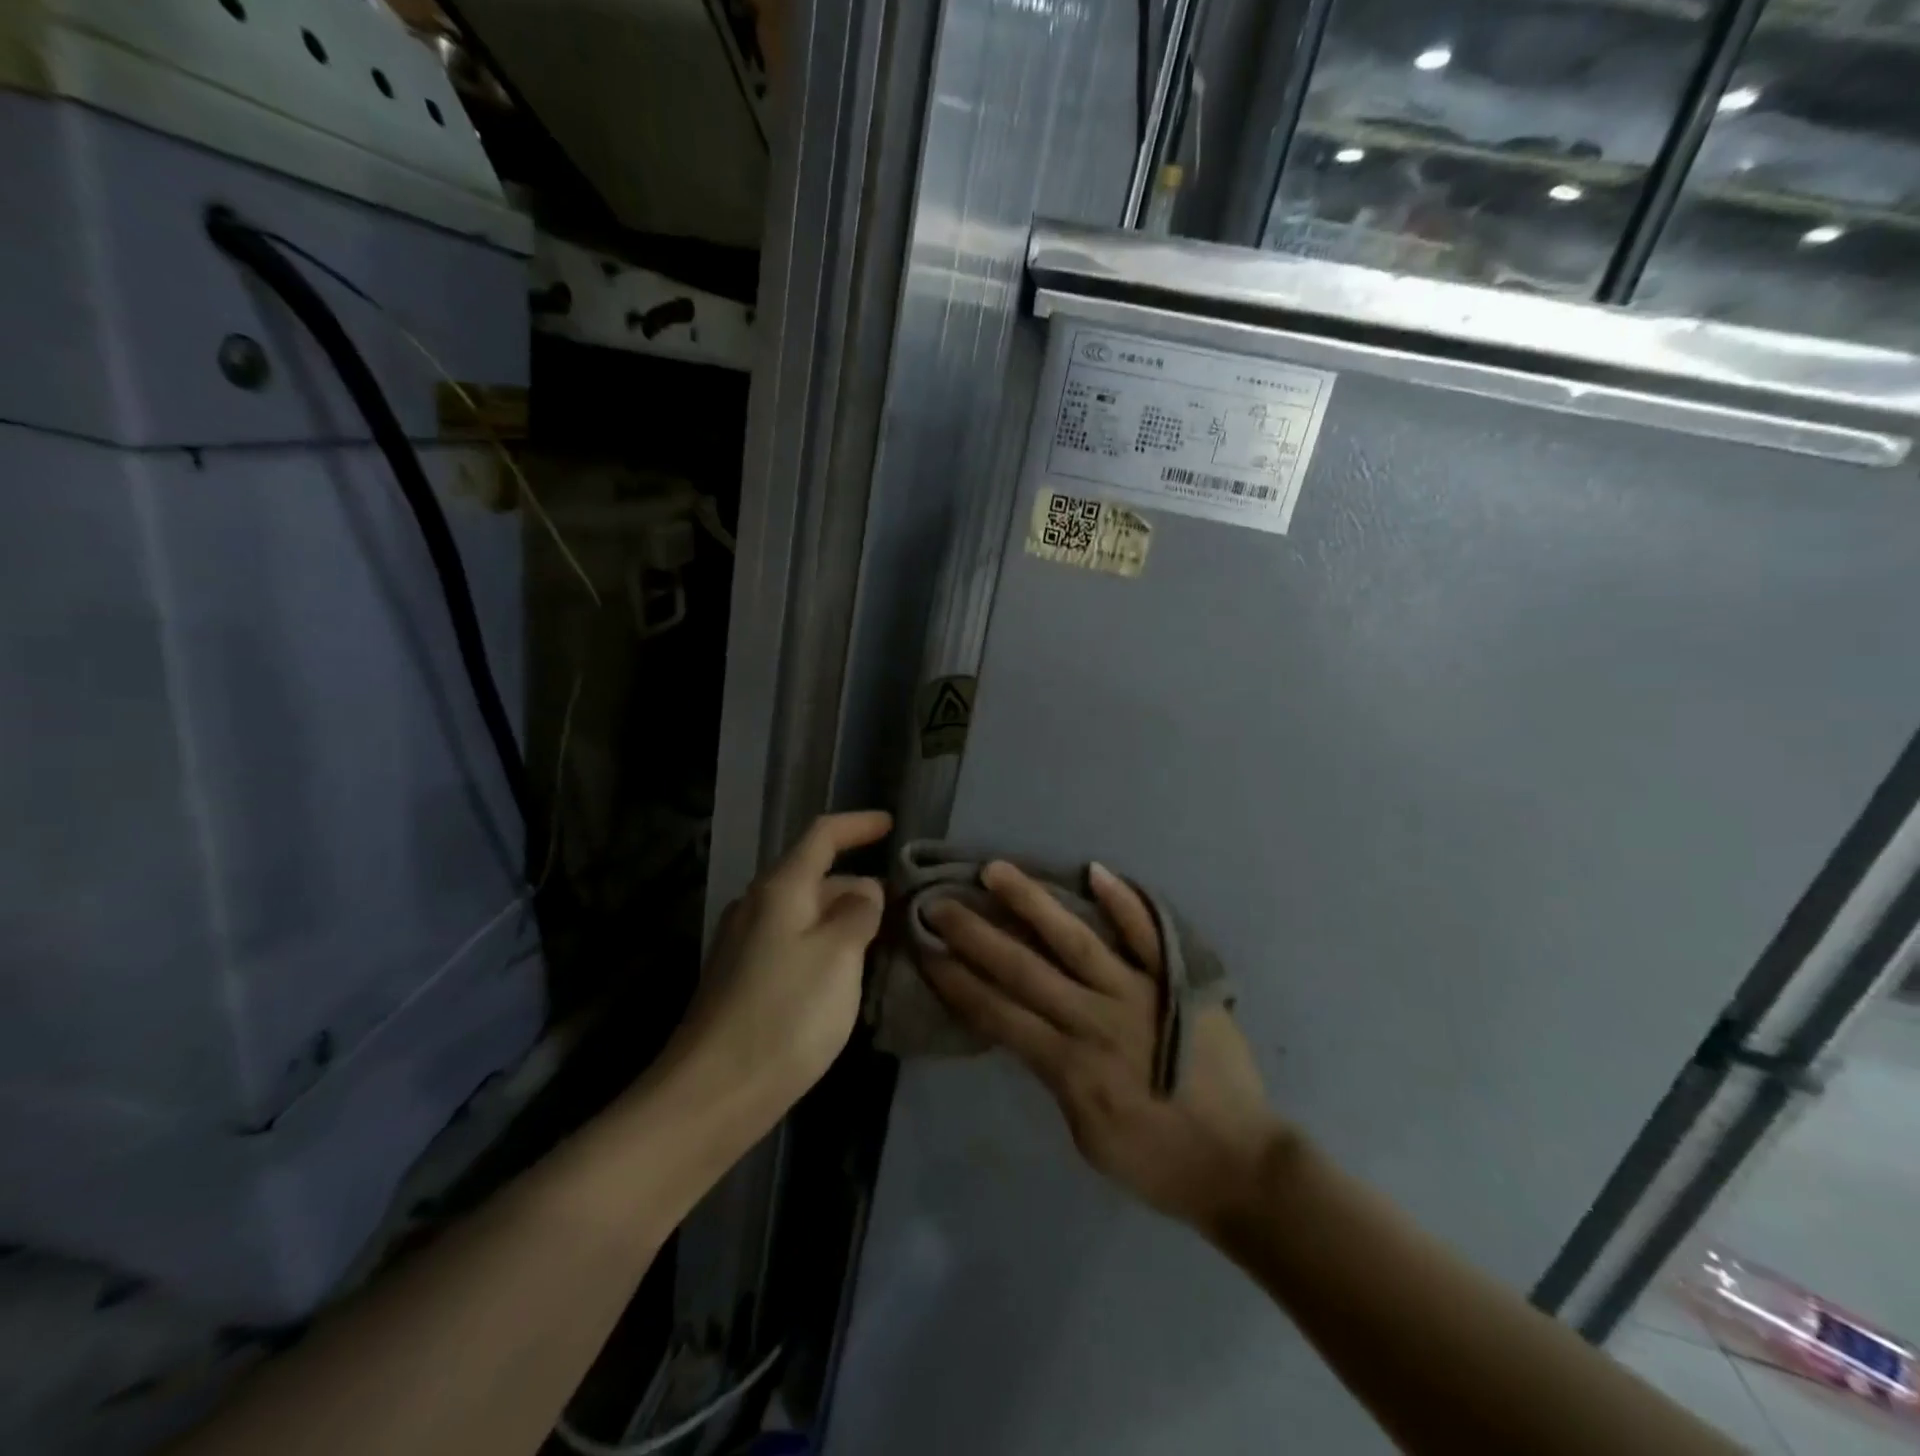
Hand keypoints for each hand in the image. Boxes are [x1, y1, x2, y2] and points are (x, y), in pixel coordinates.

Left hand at [676, 811, 892, 1117]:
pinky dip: (825, 944)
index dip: (858, 825)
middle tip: (903, 906)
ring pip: (805, 913)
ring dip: (843, 918)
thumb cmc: (785, 1015)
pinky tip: (846, 973)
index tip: (891, 824)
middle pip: (815, 876)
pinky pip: (793, 942)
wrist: (712, 1093)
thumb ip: (859, 913)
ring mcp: (744, 943)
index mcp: (780, 889)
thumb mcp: (838, 956)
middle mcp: (757, 905)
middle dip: (859, 884)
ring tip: (884, 939)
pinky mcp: (742, 977)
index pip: (822, 836)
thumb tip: (865, 890)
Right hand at [923, 862, 1283, 1230]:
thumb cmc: (1156, 1162)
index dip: (956, 981)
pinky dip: (1124, 903)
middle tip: (939, 903)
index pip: (998, 1013)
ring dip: (1032, 903)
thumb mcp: (1086, 1135)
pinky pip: (1147, 936)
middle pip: (1023, 969)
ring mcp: (1138, 993)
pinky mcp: (1175, 982)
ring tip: (996, 871)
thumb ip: (1054, 1078)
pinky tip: (1095, 870)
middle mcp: (1094, 1018)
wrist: (1241, 1166)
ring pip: (1074, 940)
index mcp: (1069, 1064)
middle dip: (975, 935)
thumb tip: (1028, 1031)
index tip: (925, 950)